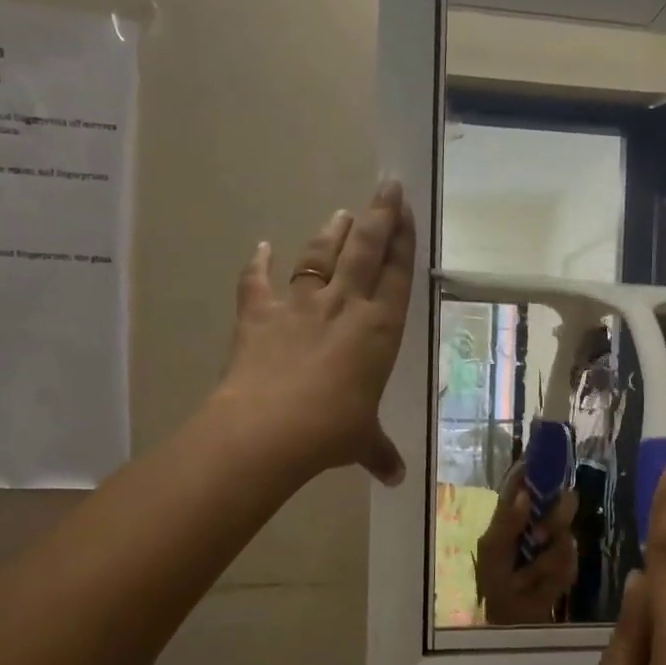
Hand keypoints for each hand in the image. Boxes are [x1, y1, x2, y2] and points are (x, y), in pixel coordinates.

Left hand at [216, 180, 415, 485]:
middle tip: (387, 185)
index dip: (403, 241)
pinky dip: (257, 265)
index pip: (396, 276)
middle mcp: (344, 307)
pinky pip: (257, 282)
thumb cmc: (331, 432)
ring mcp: (299, 306)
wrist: (269, 429)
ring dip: (331, 233)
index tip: (408, 211)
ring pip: (320, 257)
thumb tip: (397, 478)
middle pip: (365, 250)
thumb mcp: (361, 442)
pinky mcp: (259, 315)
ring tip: (341, 212)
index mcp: (379, 331)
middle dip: (378, 215)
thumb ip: (379, 452)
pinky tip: (260, 247)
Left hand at [475, 466, 578, 624]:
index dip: (538, 465)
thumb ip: (507, 521)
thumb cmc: (493, 581)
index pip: (528, 480)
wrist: (509, 620)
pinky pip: (570, 564)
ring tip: (527, 578)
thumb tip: (526, 495)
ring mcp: (557, 543)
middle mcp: (540, 521)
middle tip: (538, 538)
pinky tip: (538, 587)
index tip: (550, 459)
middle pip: (563, 500)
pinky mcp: (570, 566)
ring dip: (545, 560)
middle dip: (555, 519)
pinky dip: (552, 578)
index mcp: (515, 511)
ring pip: (567, 535)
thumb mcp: (492, 550)